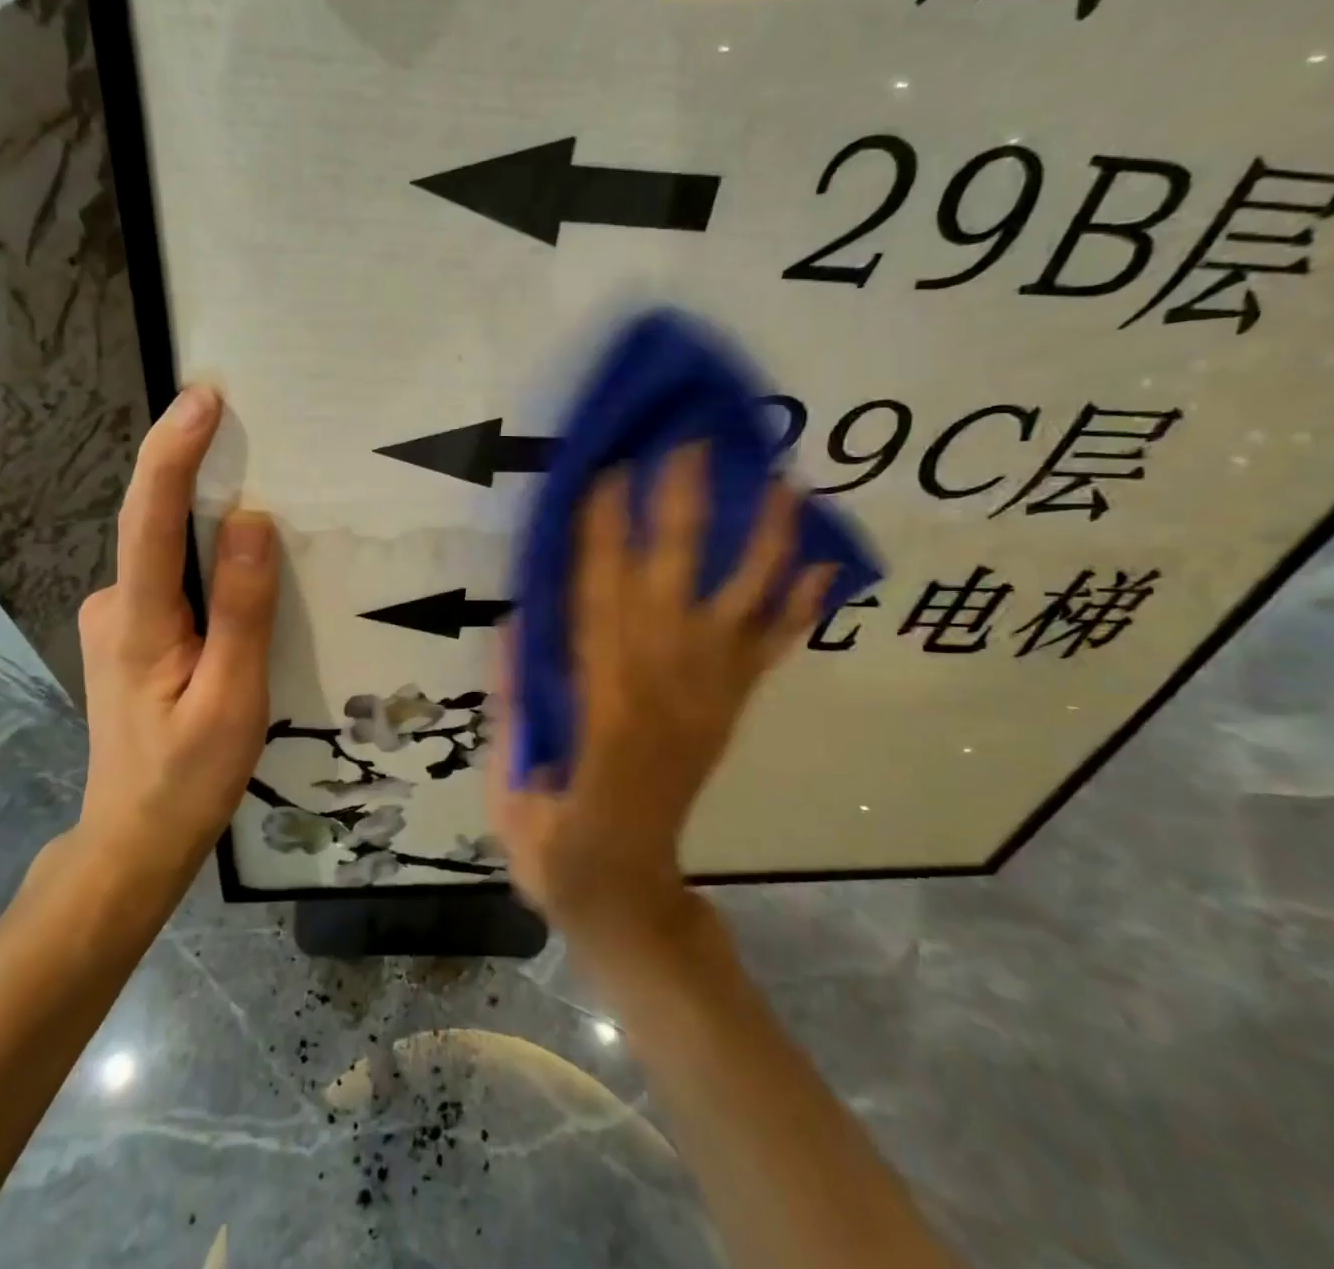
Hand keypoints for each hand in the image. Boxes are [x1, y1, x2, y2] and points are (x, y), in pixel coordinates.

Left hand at [72, 386, 279, 867]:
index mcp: (137, 621)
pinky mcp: (129, 637)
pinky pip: (172, 581)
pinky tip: (241, 580)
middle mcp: (113, 605)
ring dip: (208, 527)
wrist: (133, 840)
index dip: (173, 452)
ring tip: (266, 512)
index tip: (203, 399)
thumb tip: (252, 521)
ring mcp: (115, 622)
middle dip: (199, 476)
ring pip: (169, 557)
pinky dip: (204, 565)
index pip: (150, 518)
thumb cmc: (187, 778)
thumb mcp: (232, 699)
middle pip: (157, 526)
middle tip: (255, 437)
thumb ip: (243, 611)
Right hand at [490, 446, 829, 958]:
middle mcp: (663, 681)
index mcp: (601, 694)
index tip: (609, 469)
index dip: (602, 529)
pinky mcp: (732, 709)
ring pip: (742, 605)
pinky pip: (769, 654)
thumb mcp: (513, 772)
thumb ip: (518, 694)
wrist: (625, 889)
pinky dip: (798, 611)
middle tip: (692, 442)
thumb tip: (520, 618)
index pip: (598, 593)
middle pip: (674, 579)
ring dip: (764, 541)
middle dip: (682, 506)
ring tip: (783, 482)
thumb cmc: (553, 833)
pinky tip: (820, 566)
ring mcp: (708, 694)